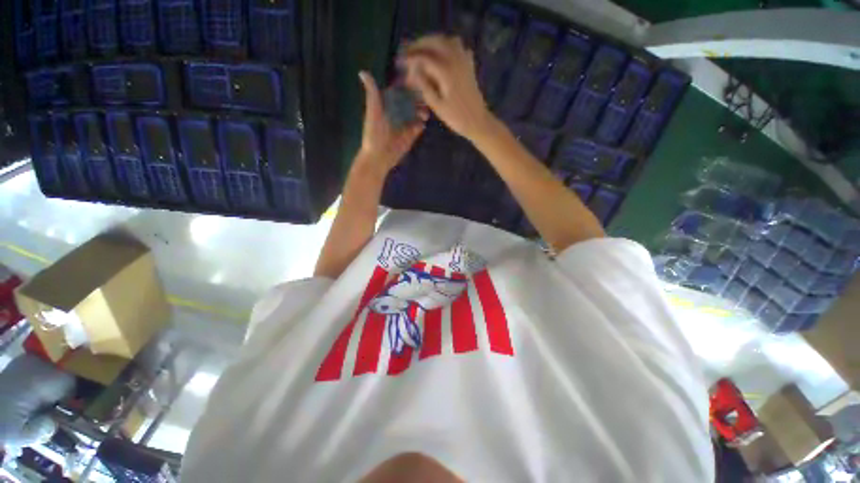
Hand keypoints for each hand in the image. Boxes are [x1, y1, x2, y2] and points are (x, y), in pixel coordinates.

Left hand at [357, 71, 425, 173]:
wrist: (379, 156)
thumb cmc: (374, 133)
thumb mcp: (373, 111)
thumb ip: (372, 93)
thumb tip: (362, 71)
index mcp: (387, 105)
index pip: (399, 91)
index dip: (407, 86)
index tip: (416, 81)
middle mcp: (396, 113)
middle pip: (410, 102)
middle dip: (418, 99)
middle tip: (425, 98)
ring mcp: (404, 124)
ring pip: (416, 113)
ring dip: (421, 111)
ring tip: (425, 112)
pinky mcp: (410, 136)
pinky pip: (418, 127)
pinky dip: (421, 124)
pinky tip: (423, 123)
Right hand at [401, 35, 494, 141]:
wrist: (477, 121)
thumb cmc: (456, 117)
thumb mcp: (437, 105)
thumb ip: (424, 85)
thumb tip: (413, 71)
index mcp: (446, 71)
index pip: (424, 57)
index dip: (411, 58)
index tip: (401, 62)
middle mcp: (456, 60)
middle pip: (436, 42)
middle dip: (420, 44)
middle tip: (409, 51)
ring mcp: (464, 61)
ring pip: (448, 40)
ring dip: (434, 42)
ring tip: (424, 50)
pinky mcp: (469, 65)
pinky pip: (459, 47)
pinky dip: (448, 46)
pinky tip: (443, 55)